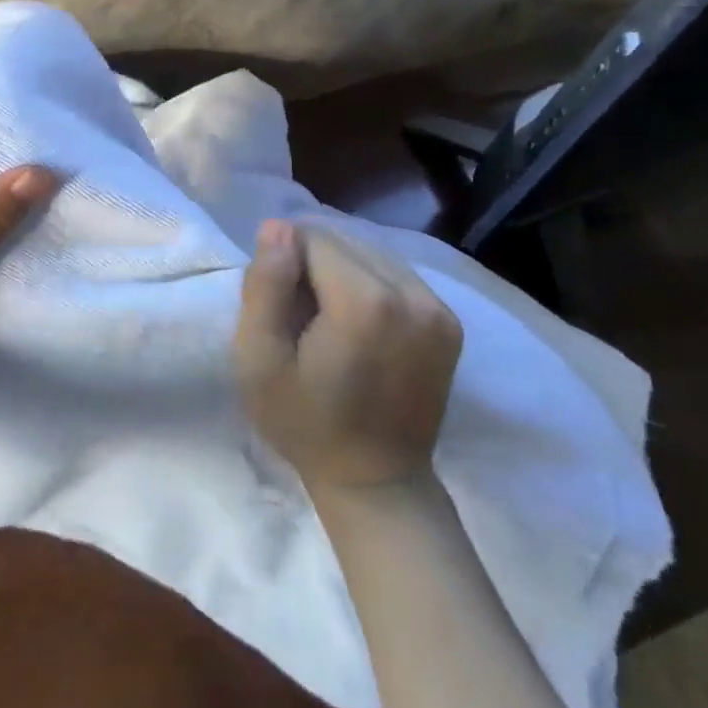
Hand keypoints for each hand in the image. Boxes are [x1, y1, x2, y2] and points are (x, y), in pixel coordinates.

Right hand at [234, 220, 462, 493]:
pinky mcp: (449, 320)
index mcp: (365, 301)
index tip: (279, 308)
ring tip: (327, 321)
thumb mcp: (258, 358)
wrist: (377, 481)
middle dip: (312, 265)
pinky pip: (394, 273)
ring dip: (339, 272)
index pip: (310, 238)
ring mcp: (437, 307)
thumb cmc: (305, 422)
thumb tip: (277, 226)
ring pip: (369, 252)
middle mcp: (411, 293)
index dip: (284, 265)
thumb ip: (264, 285)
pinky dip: (367, 284)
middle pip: (342, 241)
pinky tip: (357, 324)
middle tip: (299, 317)